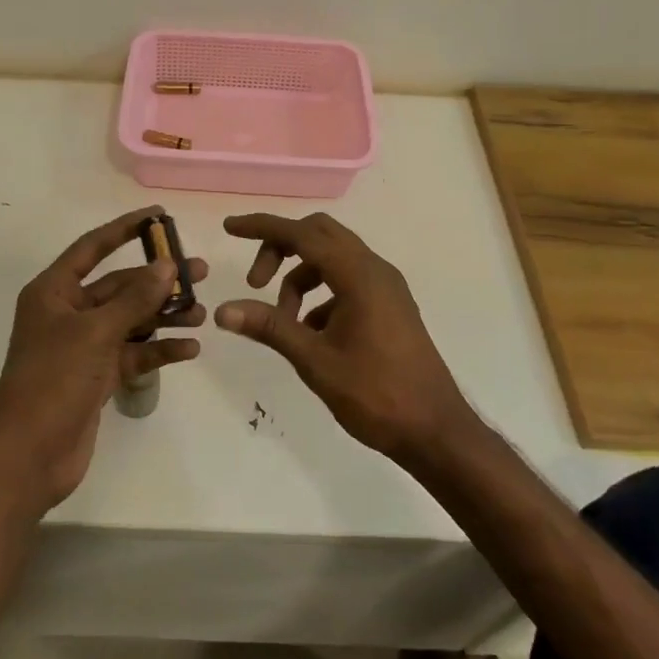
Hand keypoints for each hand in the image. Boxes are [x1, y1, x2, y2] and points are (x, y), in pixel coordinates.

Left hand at [0, 206, 205, 511]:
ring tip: (202, 314)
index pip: (93, 247)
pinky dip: (159, 350)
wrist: (28, 456)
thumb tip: (167, 265)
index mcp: (54, 291)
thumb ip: (134, 299)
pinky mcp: (97, 376)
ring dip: (164, 316)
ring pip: (131, 320)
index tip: (160, 216)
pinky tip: (190, 349)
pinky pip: (134, 354)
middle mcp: (68, 313)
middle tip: (200, 273)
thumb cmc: (53, 381)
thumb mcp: (96, 333)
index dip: (125, 229)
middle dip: (158, 281)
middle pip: (120, 286)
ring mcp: (84, 346)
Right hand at [214, 212, 473, 464]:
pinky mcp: (390, 305)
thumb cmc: (376, 394)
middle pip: (319, 234)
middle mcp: (375, 270)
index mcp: (359, 275)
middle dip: (281, 248)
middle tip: (255, 282)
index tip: (230, 227)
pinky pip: (347, 281)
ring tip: (283, 321)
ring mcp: (386, 287)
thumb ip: (269, 328)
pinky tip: (311, 334)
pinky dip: (321, 294)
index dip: (262, 227)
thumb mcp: (315, 361)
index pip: (302, 234)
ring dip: (300, 277)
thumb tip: (222, 311)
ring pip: (332, 259)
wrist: (436, 431)